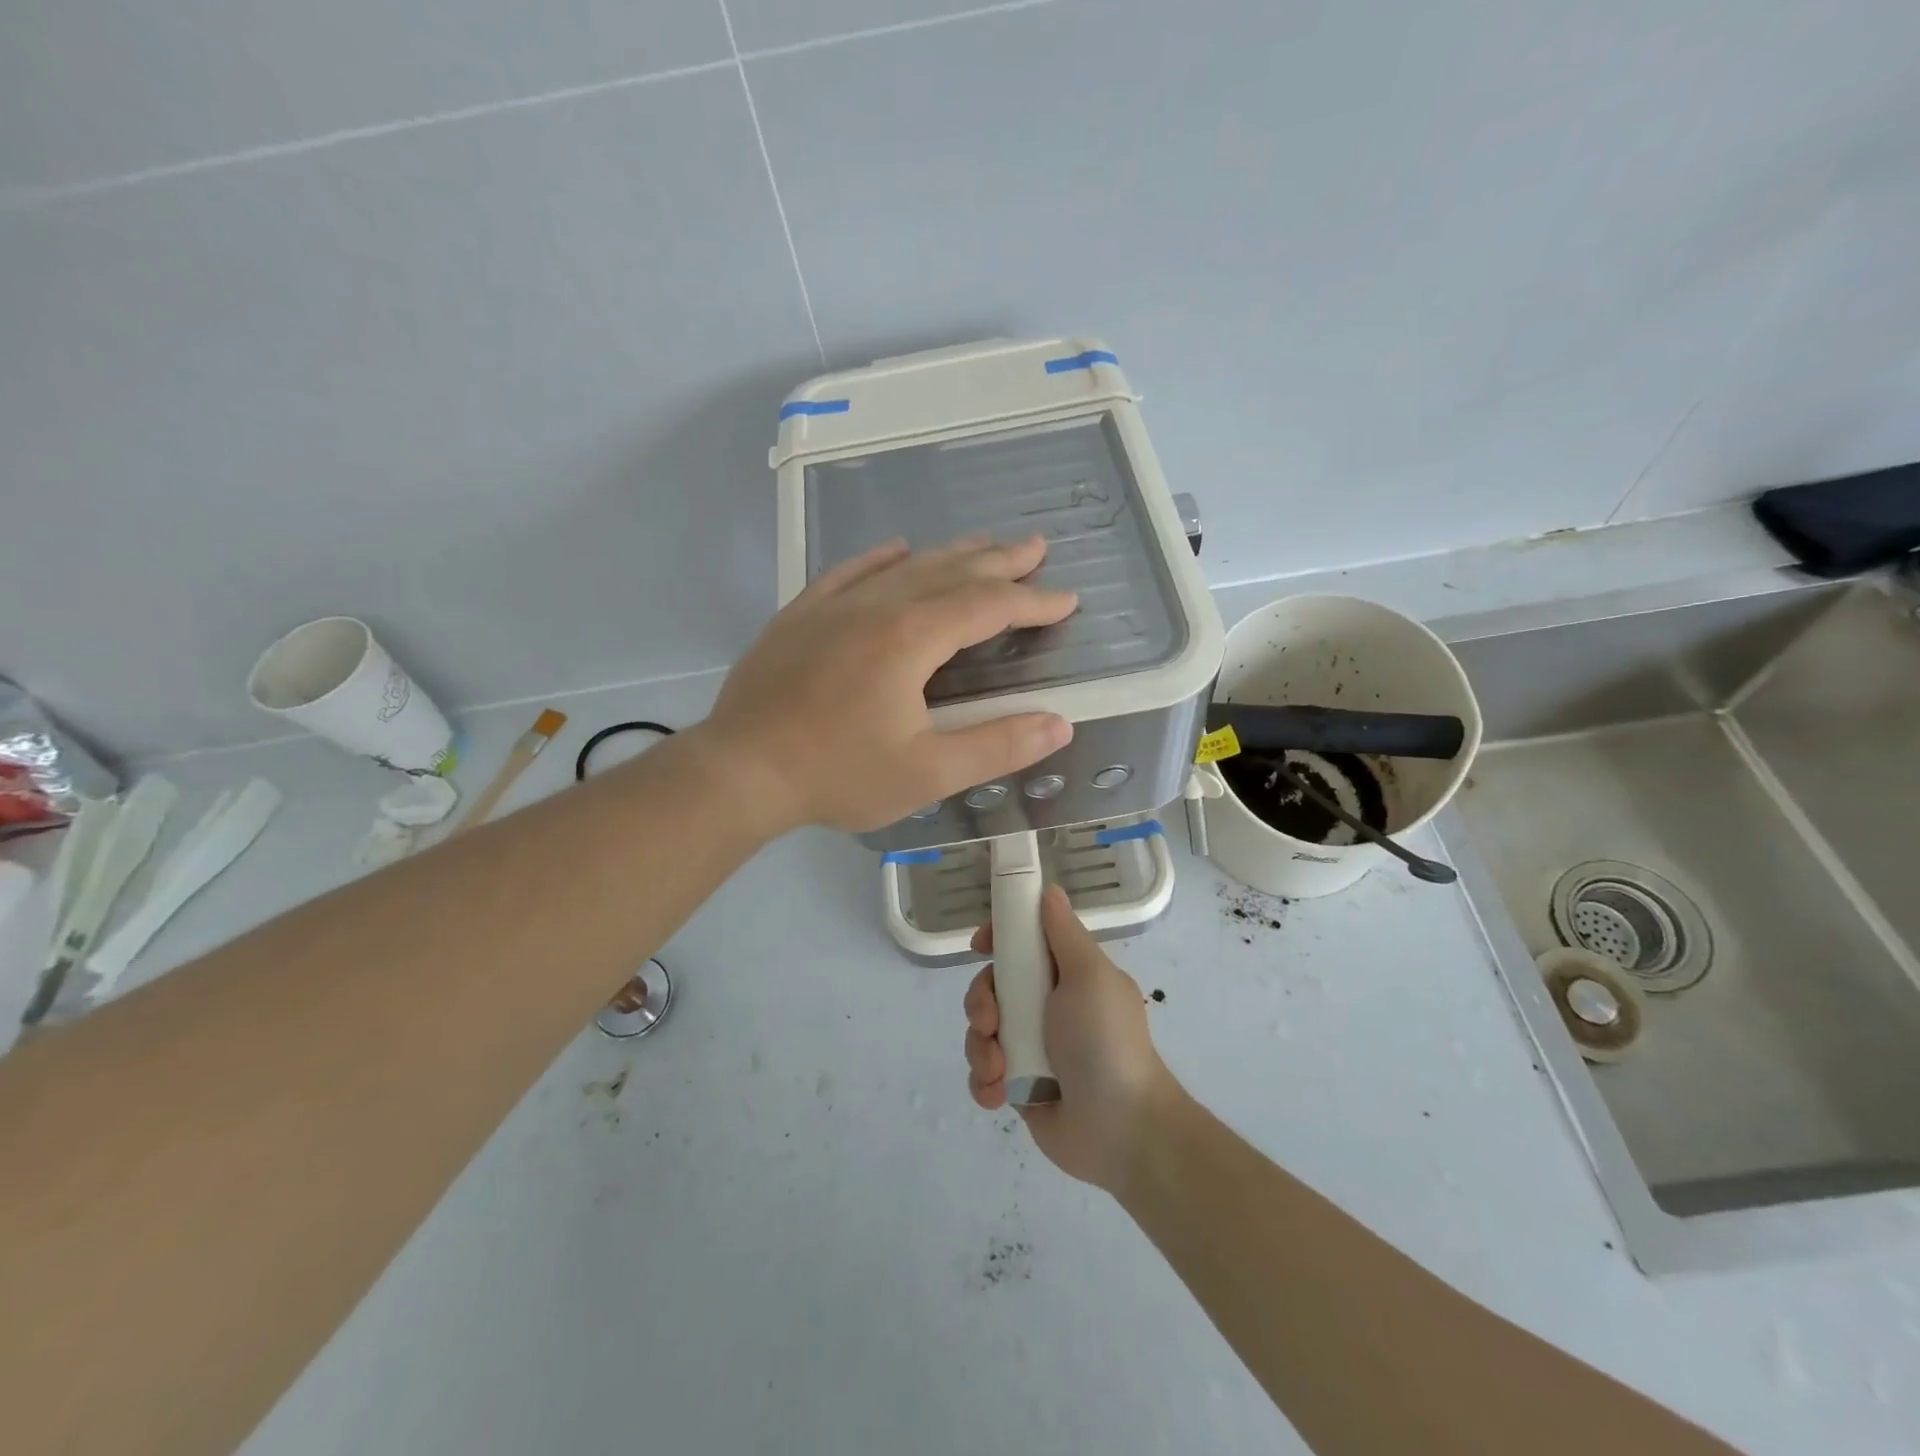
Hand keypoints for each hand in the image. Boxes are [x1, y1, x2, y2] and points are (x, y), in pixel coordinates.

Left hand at [700, 536, 1077, 833]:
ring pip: (904, 566)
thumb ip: (996, 746)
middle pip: (950, 572)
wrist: (740, 770)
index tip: (1066, 599)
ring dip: (950, 554)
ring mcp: (833, 606)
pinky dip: (881, 558)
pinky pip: (849, 572)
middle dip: (999, 560)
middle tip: (1036, 546)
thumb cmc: (837, 773)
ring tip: (982, 543)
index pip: (987, 606)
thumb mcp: (927, 772)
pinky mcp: (800, 615)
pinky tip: (896, 549)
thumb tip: (1058, 724)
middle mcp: (877, 606)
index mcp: (911, 638)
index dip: (1032, 601)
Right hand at [963, 885, 1176, 1190]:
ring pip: (981, 1031)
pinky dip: (984, 1082)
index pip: (1023, 943)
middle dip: (980, 1002)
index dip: (998, 938)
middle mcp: (1047, 1006)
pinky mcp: (1018, 1087)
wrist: (1121, 1130)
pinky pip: (983, 1073)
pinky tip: (999, 1093)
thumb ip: (1063, 933)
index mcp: (1067, 975)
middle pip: (992, 986)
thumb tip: (1049, 889)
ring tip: (1000, 1069)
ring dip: (981, 1047)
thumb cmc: (1105, 1041)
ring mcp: (1031, 1048)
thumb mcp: (1089, 976)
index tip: (981, 944)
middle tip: (991, 1022)